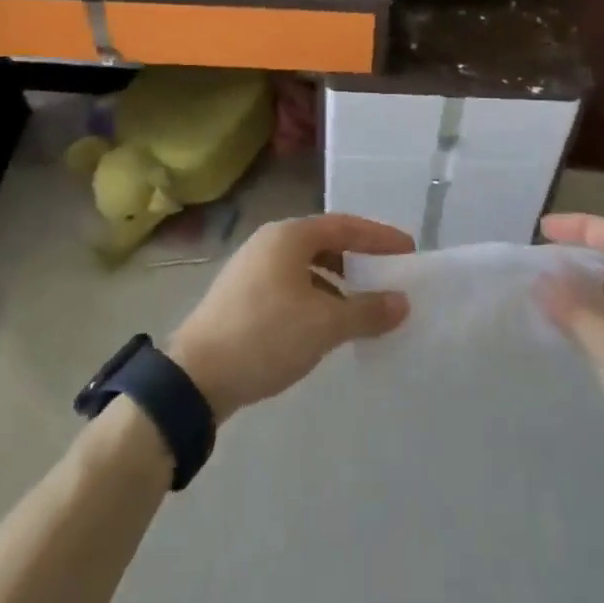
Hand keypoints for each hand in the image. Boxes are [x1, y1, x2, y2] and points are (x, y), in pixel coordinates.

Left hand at [168, 214, 411, 422]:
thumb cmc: (265, 336)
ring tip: (362, 303)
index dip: (379, 237)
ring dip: (337, 280)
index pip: (344, 225)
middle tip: (388, 274)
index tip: (408, 250)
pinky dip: (315, 295)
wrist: (195, 377)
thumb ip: (367, 310)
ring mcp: (251, 268)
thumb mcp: (324, 325)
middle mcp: (269, 242)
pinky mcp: (242, 295)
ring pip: (306, 265)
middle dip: (358, 258)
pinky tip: (325, 322)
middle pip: (324, 241)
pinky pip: (290, 284)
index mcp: (288, 236)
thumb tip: (402, 302)